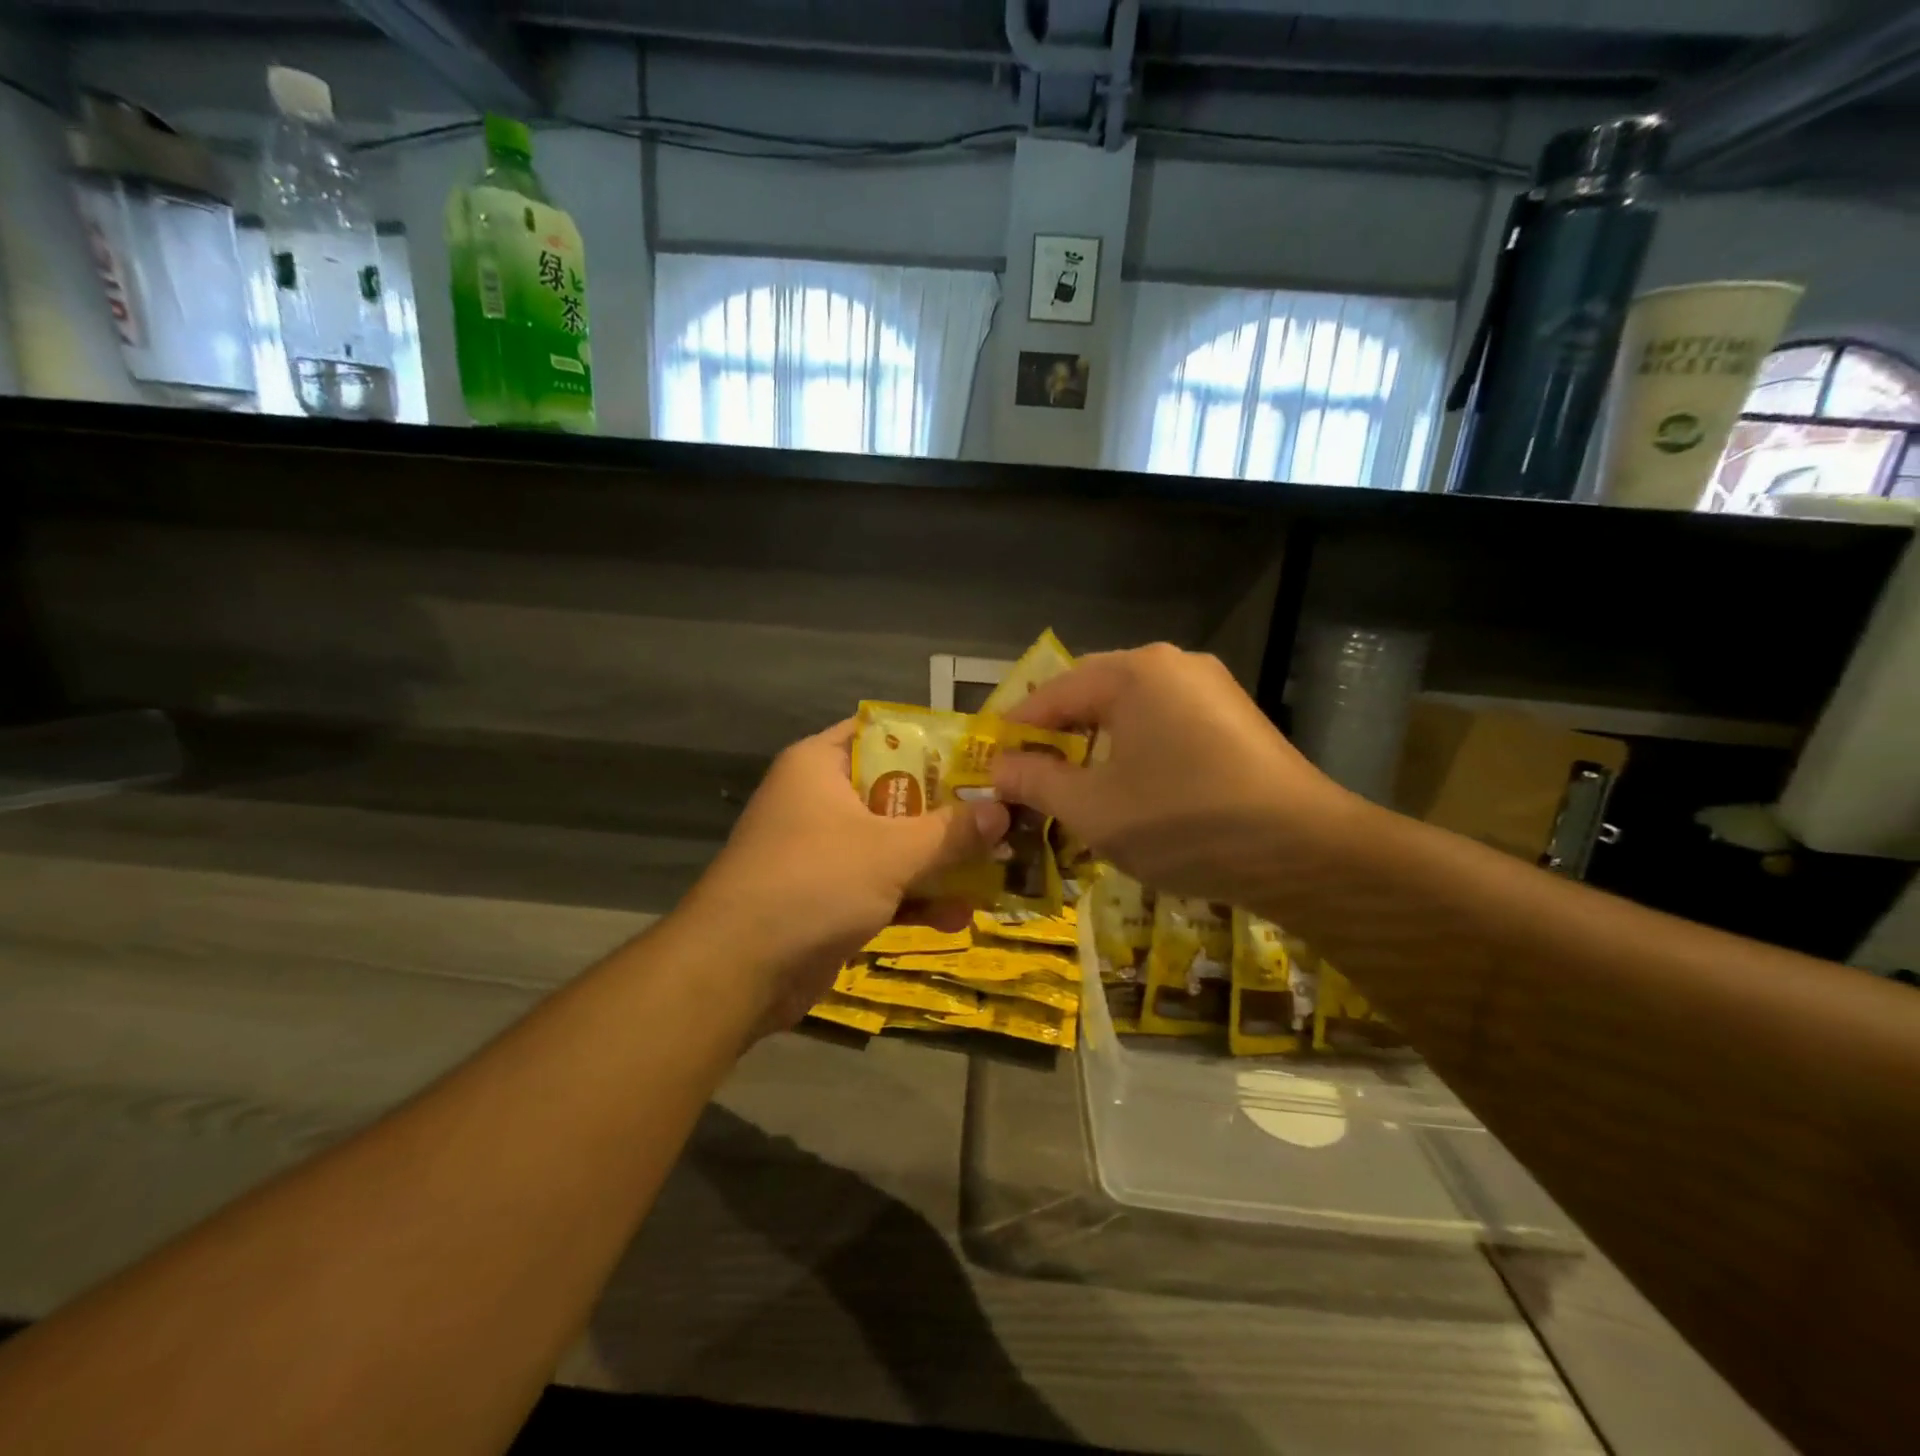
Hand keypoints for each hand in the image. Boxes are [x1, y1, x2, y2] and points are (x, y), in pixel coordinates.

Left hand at [681, 720, 1008, 1033]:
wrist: (737, 971)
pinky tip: (960, 916)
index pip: (882, 733)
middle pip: (897, 792)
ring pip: (893, 844)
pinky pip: (881, 886)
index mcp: (820, 765)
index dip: (932, 741)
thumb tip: (1004, 810)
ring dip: (940, 861)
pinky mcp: (827, 898)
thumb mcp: (891, 852)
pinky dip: (915, 899)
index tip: (982, 755)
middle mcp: (820, 801)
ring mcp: (823, 852)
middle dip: (949, 811)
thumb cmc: (813, 883)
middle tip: (1004, 814)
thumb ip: (950, 831)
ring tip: (998, 869)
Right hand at [991, 644, 1358, 905]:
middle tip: (1028, 777)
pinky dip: (1136, 753)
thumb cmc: (1183, 821)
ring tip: (1073, 788)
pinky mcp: (1236, 721)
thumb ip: (1037, 781)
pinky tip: (1131, 791)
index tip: (989, 762)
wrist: (1305, 852)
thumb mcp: (1093, 808)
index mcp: (1135, 673)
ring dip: (1096, 747)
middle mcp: (1174, 666)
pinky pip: (1167, 726)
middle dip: (1057, 737)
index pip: (1054, 693)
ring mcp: (1213, 690)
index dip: (1016, 730)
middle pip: (1093, 695)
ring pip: (1132, 712)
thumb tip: (999, 768)